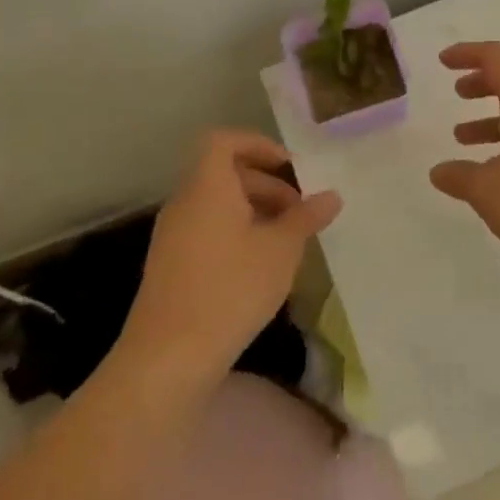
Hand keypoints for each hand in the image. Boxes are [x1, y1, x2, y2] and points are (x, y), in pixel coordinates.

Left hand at [115, 130, 340, 387]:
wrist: (168, 358)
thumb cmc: (231, 289)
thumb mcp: (281, 250)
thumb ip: (306, 217)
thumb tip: (331, 196)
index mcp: (207, 188)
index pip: (222, 141)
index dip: (258, 144)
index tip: (290, 167)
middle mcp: (184, 204)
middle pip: (223, 173)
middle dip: (266, 183)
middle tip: (300, 209)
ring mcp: (173, 236)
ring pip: (217, 204)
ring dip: (254, 210)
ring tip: (287, 239)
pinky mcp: (171, 266)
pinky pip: (207, 230)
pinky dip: (236, 233)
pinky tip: (262, 265)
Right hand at [429, 41, 499, 278]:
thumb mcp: (489, 191)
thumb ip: (461, 177)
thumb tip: (439, 171)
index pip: (497, 59)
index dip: (468, 54)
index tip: (444, 62)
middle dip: (483, 83)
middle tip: (458, 93)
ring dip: (494, 116)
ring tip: (463, 137)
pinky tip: (496, 170)